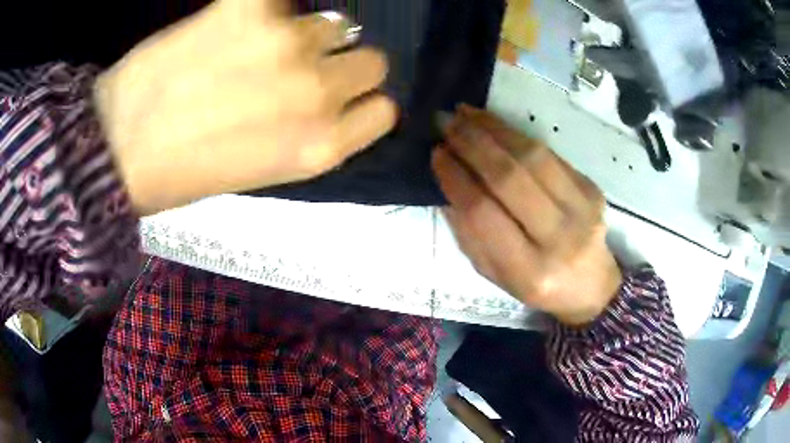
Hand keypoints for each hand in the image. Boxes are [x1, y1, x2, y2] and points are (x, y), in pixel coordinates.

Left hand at [94, 0, 395, 215]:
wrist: (117, 148)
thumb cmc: (184, 172)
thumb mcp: (262, 172)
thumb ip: (310, 134)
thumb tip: (333, 96)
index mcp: (320, 147)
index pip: (384, 110)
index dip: (362, 102)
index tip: (339, 99)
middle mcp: (317, 93)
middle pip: (372, 60)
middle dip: (343, 64)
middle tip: (300, 69)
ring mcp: (286, 43)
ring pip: (336, 23)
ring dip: (308, 33)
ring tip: (261, 43)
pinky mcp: (247, 8)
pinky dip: (270, 6)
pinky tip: (245, 18)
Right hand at [432, 105, 621, 325]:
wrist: (591, 285)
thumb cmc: (537, 284)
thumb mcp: (494, 274)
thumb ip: (469, 234)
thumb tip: (447, 183)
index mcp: (529, 271)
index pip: (484, 214)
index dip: (456, 178)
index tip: (436, 153)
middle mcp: (559, 240)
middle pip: (509, 178)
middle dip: (472, 144)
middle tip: (446, 122)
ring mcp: (582, 210)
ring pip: (532, 157)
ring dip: (494, 129)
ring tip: (466, 114)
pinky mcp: (592, 188)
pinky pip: (550, 154)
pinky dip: (518, 134)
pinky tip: (495, 124)